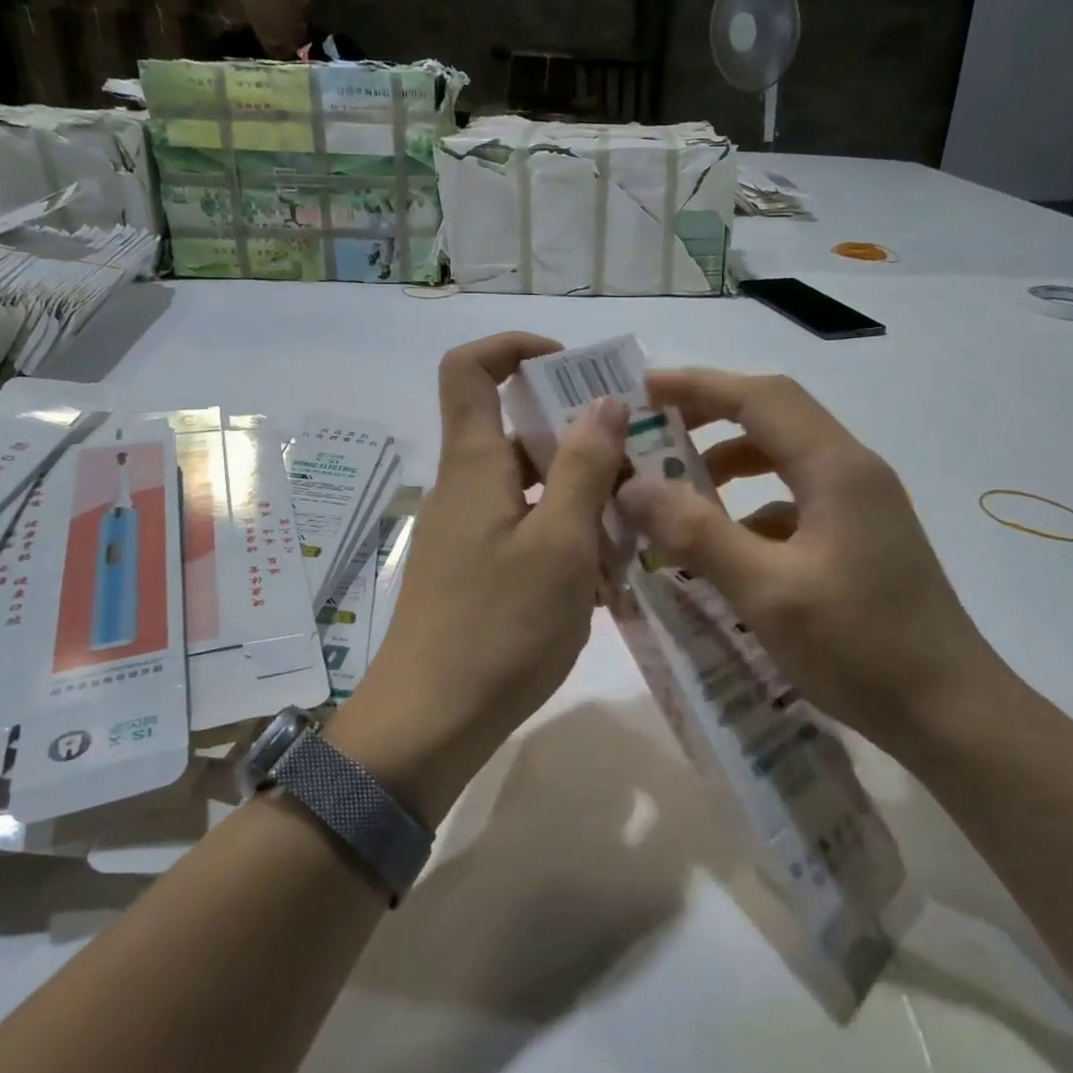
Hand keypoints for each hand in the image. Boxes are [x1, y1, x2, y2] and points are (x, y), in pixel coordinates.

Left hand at [345, 334, 626, 813]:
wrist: (430, 724)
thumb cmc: (499, 627)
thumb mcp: (559, 544)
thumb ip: (583, 467)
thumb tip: (602, 401)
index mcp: (474, 464)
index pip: (471, 368)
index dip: (517, 348)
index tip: (575, 368)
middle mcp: (466, 487)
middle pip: (518, 430)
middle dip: (581, 437)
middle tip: (641, 462)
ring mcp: (470, 532)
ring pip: (533, 486)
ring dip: (583, 495)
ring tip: (636, 527)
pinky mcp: (478, 571)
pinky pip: (529, 531)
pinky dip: (568, 536)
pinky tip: (608, 575)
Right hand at [617, 369, 999, 746]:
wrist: (950, 713)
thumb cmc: (860, 647)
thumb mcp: (767, 591)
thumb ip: (697, 533)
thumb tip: (633, 486)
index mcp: (836, 468)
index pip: (760, 398)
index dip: (698, 386)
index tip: (643, 391)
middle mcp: (852, 472)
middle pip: (774, 418)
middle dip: (710, 417)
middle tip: (654, 436)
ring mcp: (860, 506)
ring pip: (784, 460)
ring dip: (729, 465)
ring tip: (678, 494)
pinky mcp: (859, 539)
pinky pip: (794, 502)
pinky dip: (750, 509)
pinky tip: (724, 548)